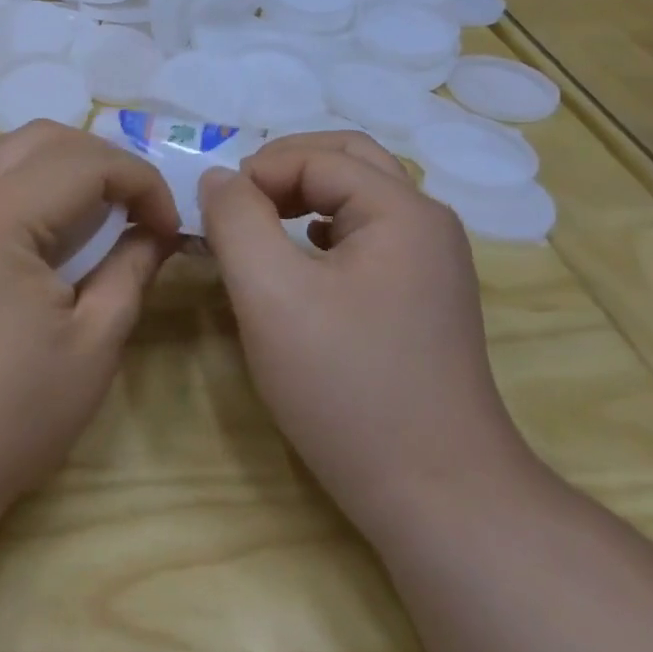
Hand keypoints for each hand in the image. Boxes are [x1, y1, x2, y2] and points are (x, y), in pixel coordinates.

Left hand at [0, 123, 181, 538]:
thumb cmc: (6, 415)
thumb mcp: (91, 348)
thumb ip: (130, 274)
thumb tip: (154, 234)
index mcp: (0, 214)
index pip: (87, 161)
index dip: (142, 182)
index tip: (168, 226)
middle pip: (41, 138)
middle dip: (101, 160)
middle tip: (134, 209)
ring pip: (2, 154)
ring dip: (55, 168)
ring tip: (90, 216)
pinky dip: (17, 188)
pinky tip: (35, 236)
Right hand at [198, 132, 529, 532]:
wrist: (437, 494)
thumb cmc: (346, 385)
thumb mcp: (269, 293)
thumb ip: (235, 219)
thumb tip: (219, 178)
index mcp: (401, 210)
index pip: (315, 157)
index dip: (257, 174)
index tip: (216, 218)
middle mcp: (426, 224)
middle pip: (346, 160)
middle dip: (283, 170)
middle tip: (238, 205)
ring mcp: (431, 263)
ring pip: (357, 197)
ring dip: (302, 197)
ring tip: (260, 228)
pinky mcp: (422, 297)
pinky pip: (366, 236)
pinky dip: (322, 230)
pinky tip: (299, 265)